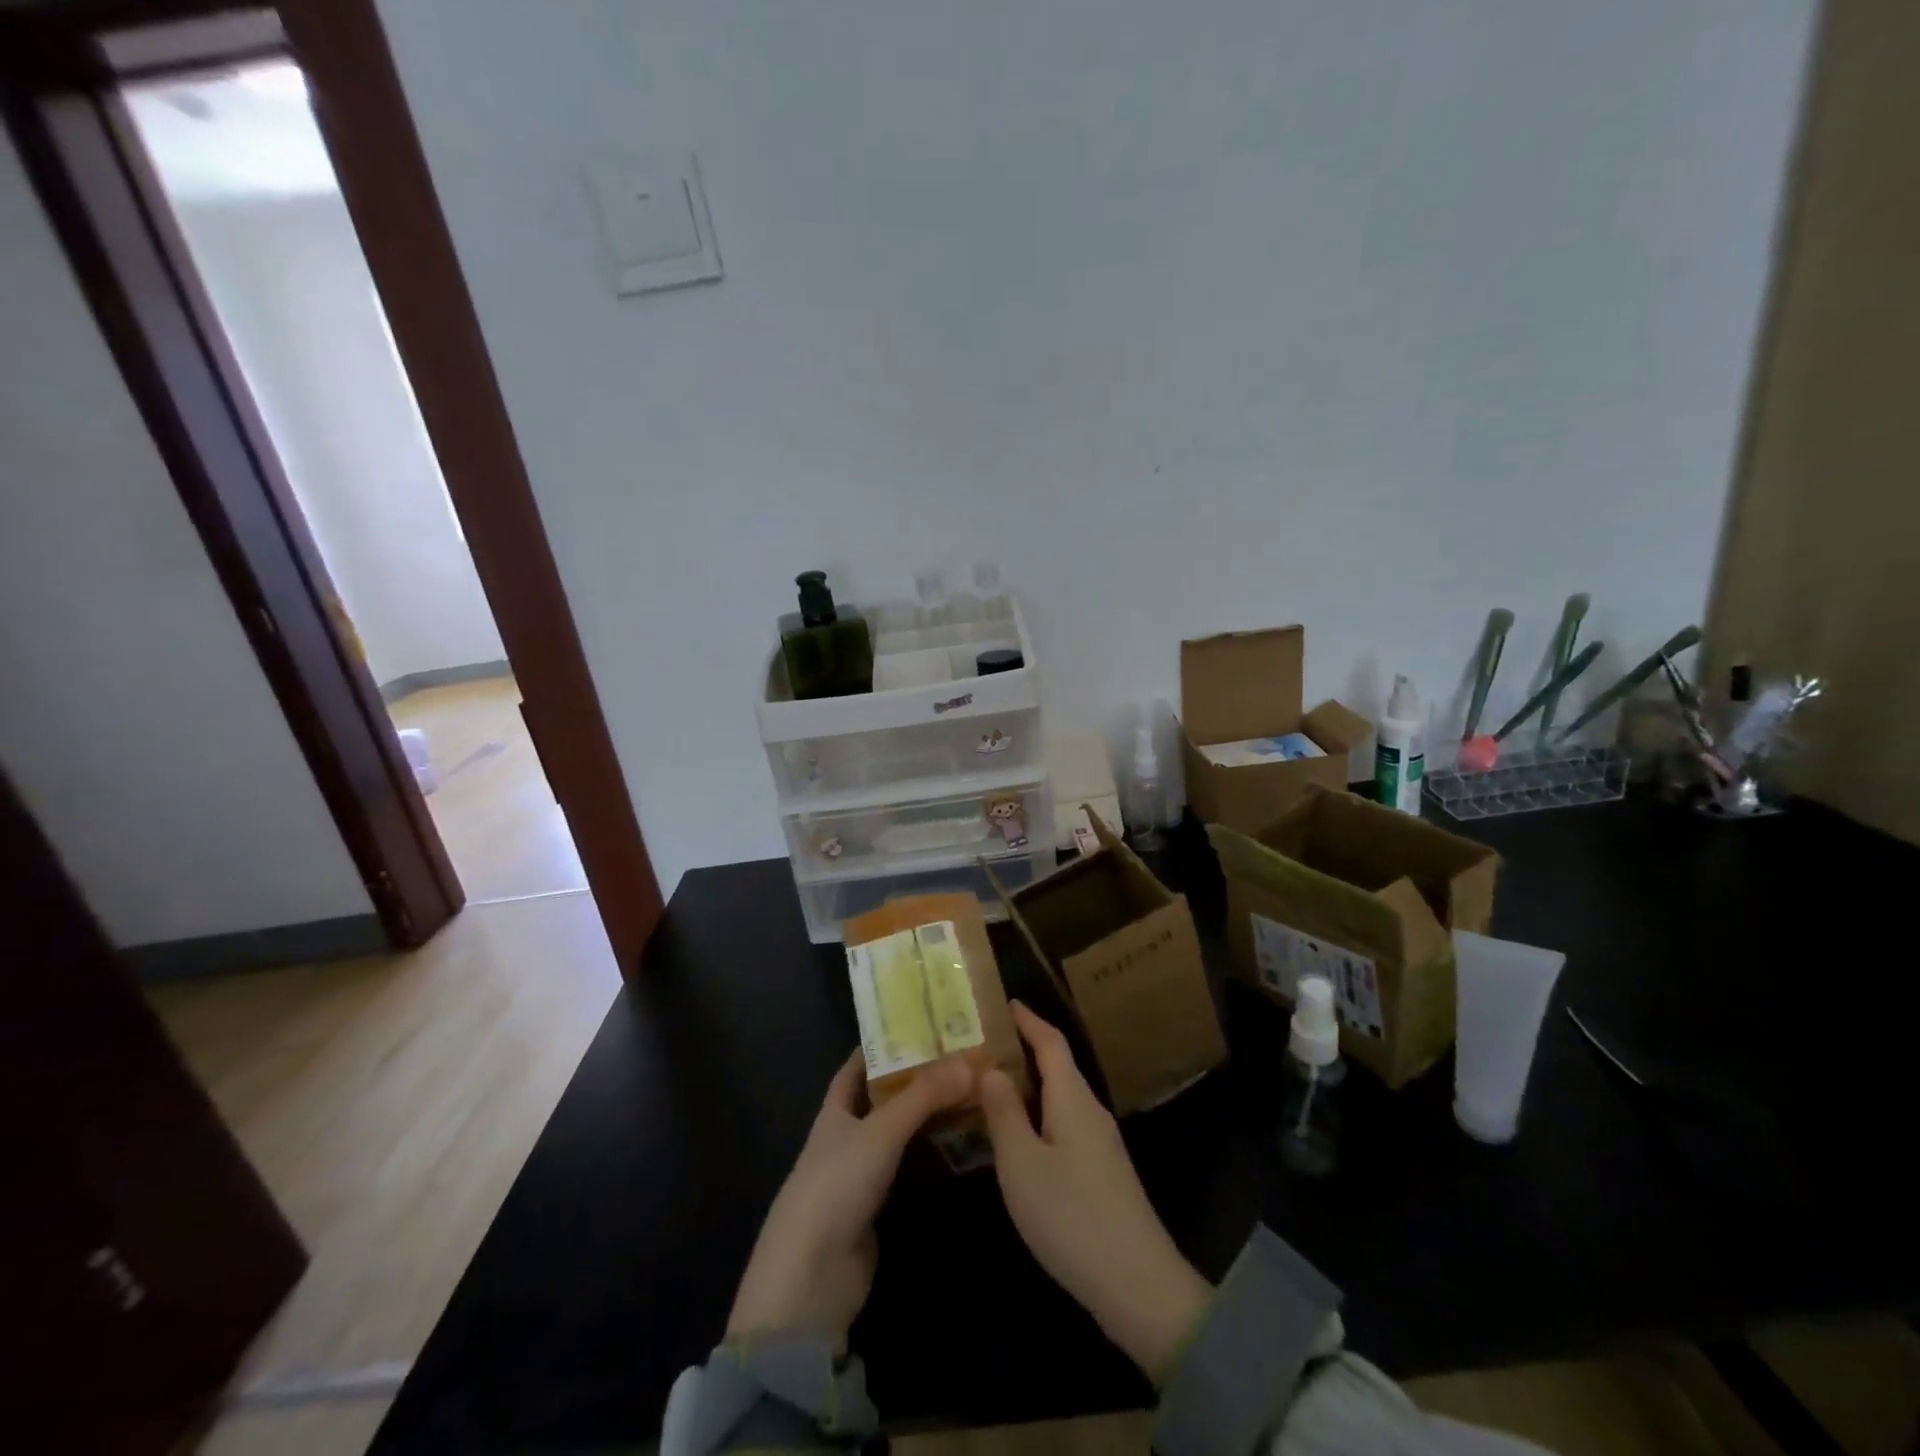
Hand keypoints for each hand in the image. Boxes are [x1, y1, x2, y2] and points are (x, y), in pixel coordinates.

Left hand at [727, 1051, 973, 1347]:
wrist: (811, 1278)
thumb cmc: (837, 1185)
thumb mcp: (881, 1131)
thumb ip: (924, 1096)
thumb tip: (971, 1062)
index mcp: (835, 1112)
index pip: (856, 1068)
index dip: (882, 1046)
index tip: (919, 1026)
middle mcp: (845, 1138)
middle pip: (883, 1101)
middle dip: (916, 1081)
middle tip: (960, 1060)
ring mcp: (859, 1176)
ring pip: (898, 1137)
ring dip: (927, 1120)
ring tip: (969, 1096)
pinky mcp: (875, 1211)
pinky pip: (907, 1171)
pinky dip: (930, 1158)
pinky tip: (960, 1148)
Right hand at [978, 1002, 1211, 1384]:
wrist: (1137, 1284)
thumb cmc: (1071, 1215)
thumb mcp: (1022, 1163)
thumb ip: (1004, 1113)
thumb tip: (989, 1068)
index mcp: (1072, 1098)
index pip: (1051, 1042)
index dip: (1028, 1020)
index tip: (1005, 1003)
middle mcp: (1091, 1111)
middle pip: (1058, 1067)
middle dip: (1024, 1051)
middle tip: (984, 1046)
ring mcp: (1101, 1143)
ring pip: (1061, 1098)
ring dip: (1031, 1086)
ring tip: (993, 1087)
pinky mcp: (1103, 1172)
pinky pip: (1066, 1124)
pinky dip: (1040, 1115)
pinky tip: (1021, 1137)